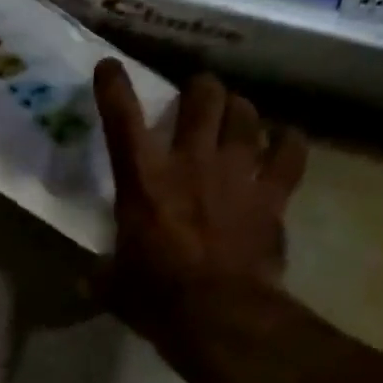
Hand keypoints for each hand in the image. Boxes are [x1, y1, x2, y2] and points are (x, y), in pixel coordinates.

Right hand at [93, 59, 307, 339]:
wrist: (219, 315)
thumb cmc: (156, 298)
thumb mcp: (113, 286)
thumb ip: (103, 271)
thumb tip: (91, 275)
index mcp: (143, 182)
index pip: (122, 120)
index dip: (114, 88)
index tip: (109, 67)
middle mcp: (191, 162)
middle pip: (202, 98)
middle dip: (198, 90)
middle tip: (196, 97)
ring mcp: (237, 173)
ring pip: (245, 115)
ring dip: (238, 110)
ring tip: (236, 115)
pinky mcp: (272, 194)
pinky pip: (291, 152)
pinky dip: (287, 143)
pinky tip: (283, 142)